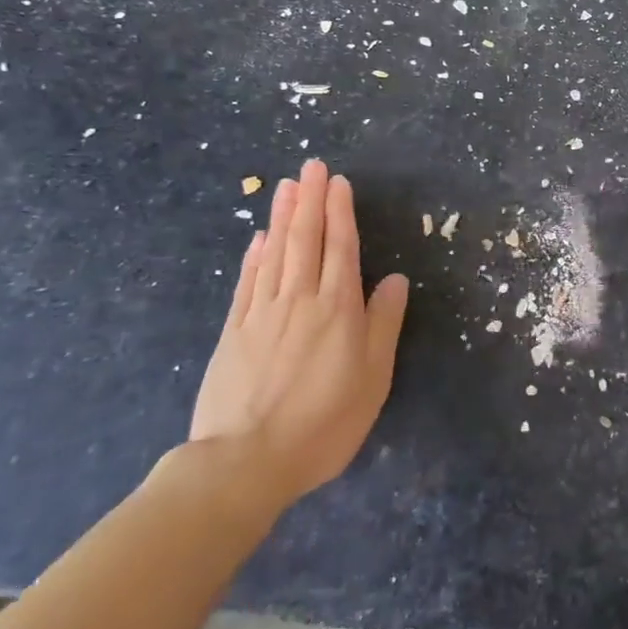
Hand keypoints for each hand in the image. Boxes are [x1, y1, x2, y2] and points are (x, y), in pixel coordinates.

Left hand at [189, 159, 409, 511]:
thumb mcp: (373, 377)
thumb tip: (394, 279)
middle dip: (310, 200)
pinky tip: (258, 239)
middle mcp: (300, 300)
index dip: (340, 212)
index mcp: (338, 309)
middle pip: (306, 240)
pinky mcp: (233, 333)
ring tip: (287, 186)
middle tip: (311, 166)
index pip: (341, 247)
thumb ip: (383, 323)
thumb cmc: (324, 422)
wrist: (244, 463)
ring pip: (275, 253)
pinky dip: (254, 256)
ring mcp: (262, 314)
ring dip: (282, 217)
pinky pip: (247, 283)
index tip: (338, 182)